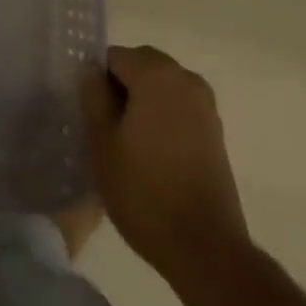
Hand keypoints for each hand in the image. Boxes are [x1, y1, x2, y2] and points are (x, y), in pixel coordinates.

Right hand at [83, 45, 250, 278]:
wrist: (205, 249)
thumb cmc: (145, 192)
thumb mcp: (102, 144)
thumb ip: (93, 96)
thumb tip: (91, 68)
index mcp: (155, 73)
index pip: (114, 57)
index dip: (98, 82)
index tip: (92, 116)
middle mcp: (184, 77)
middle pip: (141, 65)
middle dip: (121, 88)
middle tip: (106, 128)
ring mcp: (205, 104)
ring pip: (161, 86)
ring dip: (143, 102)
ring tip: (128, 144)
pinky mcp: (215, 130)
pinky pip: (179, 106)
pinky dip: (163, 117)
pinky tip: (153, 155)